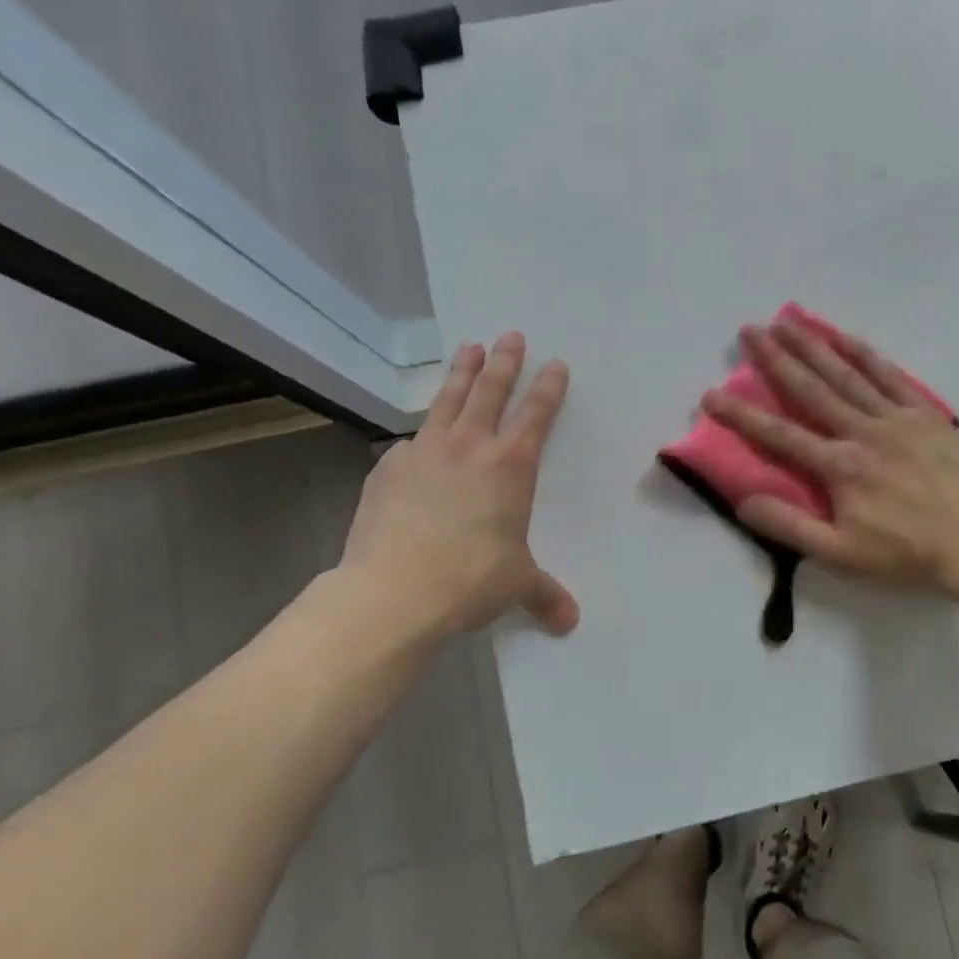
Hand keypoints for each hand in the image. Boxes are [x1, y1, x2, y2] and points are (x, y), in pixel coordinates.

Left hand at [340, 332, 578, 638]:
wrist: (393, 591)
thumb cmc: (471, 580)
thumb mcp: (516, 586)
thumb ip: (544, 596)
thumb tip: (570, 622)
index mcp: (511, 466)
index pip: (536, 414)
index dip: (548, 387)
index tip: (556, 364)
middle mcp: (469, 446)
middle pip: (490, 391)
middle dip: (504, 361)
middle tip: (510, 336)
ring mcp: (424, 452)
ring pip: (447, 400)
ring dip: (462, 373)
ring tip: (469, 348)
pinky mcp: (388, 468)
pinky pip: (411, 442)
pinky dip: (421, 433)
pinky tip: (418, 440)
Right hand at [701, 320, 958, 598]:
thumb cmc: (908, 555)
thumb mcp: (842, 554)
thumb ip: (791, 526)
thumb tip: (744, 500)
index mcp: (840, 467)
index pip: (780, 435)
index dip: (742, 415)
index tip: (711, 395)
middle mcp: (863, 431)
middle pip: (811, 389)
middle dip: (776, 359)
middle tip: (749, 331)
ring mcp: (898, 419)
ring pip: (848, 375)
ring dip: (815, 346)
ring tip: (787, 322)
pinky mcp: (927, 416)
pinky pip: (892, 377)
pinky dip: (867, 355)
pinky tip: (848, 337)